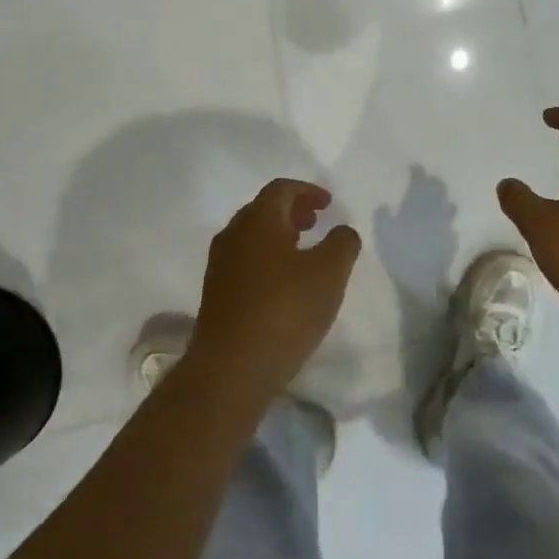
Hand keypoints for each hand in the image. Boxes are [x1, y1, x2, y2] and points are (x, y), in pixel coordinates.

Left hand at [191, 179, 361, 396]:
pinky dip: (267, 258)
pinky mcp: (216, 295)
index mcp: (258, 221)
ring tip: (304, 252)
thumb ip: (343, 243)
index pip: (281, 189)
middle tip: (316, 222)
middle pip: (263, 210)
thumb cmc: (285, 310)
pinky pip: (245, 261)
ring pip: (252, 237)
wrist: (231, 369)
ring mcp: (220, 266)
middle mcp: (233, 235)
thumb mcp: (330, 272)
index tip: (329, 204)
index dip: (308, 191)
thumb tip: (341, 231)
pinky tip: (284, 284)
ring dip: (279, 236)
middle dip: (292, 211)